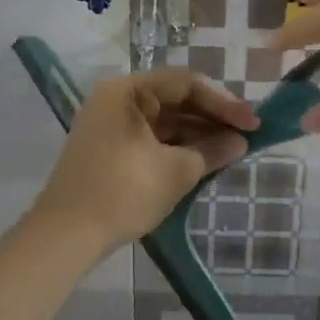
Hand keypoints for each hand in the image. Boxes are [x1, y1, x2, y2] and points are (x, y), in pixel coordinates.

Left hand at [34, 70, 257, 247]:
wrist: (66, 235)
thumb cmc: (123, 193)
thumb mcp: (176, 171)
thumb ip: (212, 151)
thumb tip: (240, 142)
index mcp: (127, 91)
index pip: (186, 84)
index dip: (224, 103)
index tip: (253, 123)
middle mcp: (116, 99)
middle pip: (175, 98)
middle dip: (212, 118)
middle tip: (246, 136)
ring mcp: (110, 124)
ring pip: (164, 120)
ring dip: (197, 133)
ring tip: (231, 150)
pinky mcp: (109, 148)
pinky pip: (151, 137)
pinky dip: (177, 146)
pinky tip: (203, 160)